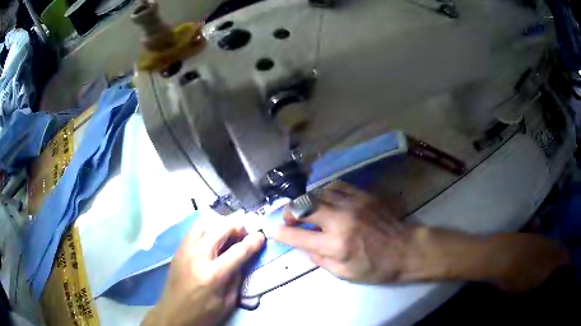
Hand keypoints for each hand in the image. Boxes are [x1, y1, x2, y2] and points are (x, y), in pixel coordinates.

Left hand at [142, 218, 264, 325]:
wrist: (173, 314)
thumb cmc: (203, 313)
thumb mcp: (227, 302)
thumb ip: (237, 279)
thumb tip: (243, 260)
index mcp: (213, 275)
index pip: (238, 251)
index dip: (253, 242)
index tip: (261, 235)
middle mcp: (197, 256)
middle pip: (220, 229)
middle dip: (236, 227)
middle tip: (243, 235)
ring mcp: (185, 250)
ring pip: (204, 224)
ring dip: (220, 225)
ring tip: (227, 235)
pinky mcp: (178, 250)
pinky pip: (194, 231)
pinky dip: (207, 229)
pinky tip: (211, 240)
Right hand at [273, 181, 412, 282]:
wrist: (405, 249)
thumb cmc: (376, 268)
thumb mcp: (344, 273)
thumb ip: (319, 259)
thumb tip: (304, 246)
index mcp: (335, 245)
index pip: (297, 235)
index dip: (280, 232)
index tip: (272, 229)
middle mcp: (340, 220)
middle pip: (303, 206)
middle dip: (289, 212)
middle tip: (289, 219)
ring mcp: (352, 204)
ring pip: (318, 193)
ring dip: (306, 201)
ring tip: (307, 210)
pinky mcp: (363, 195)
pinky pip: (336, 186)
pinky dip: (325, 192)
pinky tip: (326, 199)